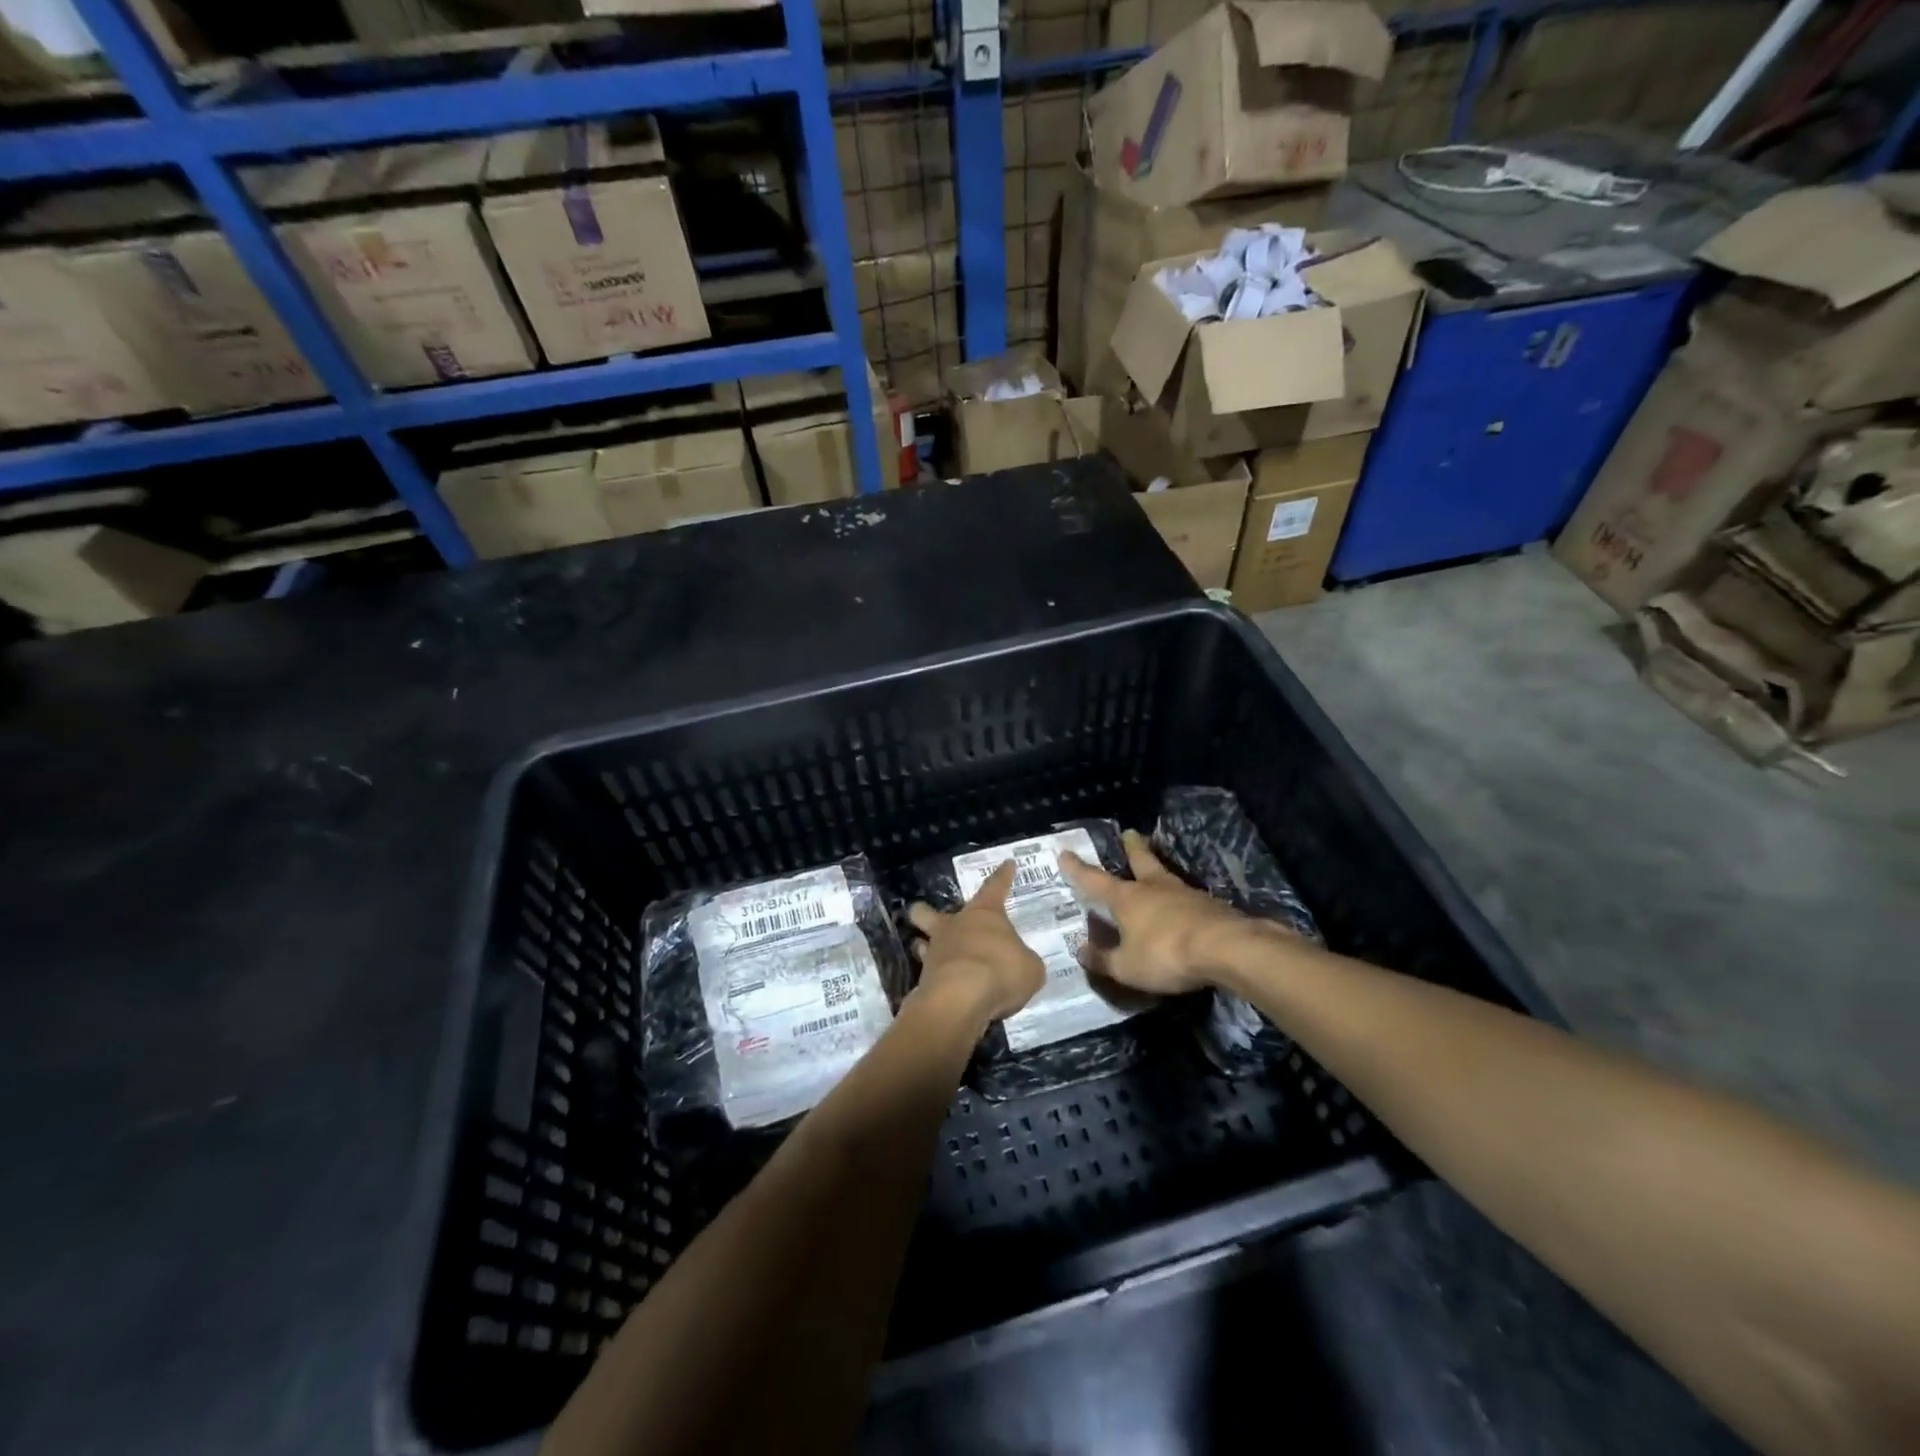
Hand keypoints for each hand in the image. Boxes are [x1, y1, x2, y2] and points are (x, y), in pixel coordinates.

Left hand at [907, 862, 1046, 1025]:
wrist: (960, 999)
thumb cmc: (1000, 972)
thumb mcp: (1029, 968)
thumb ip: (1024, 962)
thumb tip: (1019, 964)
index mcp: (984, 914)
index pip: (995, 887)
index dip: (1003, 876)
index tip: (1007, 863)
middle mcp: (954, 926)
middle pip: (929, 911)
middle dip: (927, 912)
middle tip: (932, 917)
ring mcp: (935, 952)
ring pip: (921, 942)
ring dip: (925, 947)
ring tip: (932, 955)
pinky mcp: (924, 979)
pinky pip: (927, 975)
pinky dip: (933, 980)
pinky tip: (943, 988)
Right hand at [1060, 830, 1274, 994]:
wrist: (1226, 948)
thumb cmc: (1166, 954)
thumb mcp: (1127, 967)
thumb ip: (1103, 960)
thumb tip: (1081, 951)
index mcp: (1128, 898)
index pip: (1094, 880)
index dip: (1077, 869)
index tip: (1065, 852)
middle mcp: (1154, 888)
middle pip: (1141, 861)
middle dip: (1133, 848)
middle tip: (1130, 833)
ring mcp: (1185, 894)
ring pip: (1166, 876)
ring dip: (1158, 871)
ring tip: (1156, 871)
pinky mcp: (1211, 906)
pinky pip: (1188, 898)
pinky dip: (1180, 899)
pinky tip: (1184, 906)